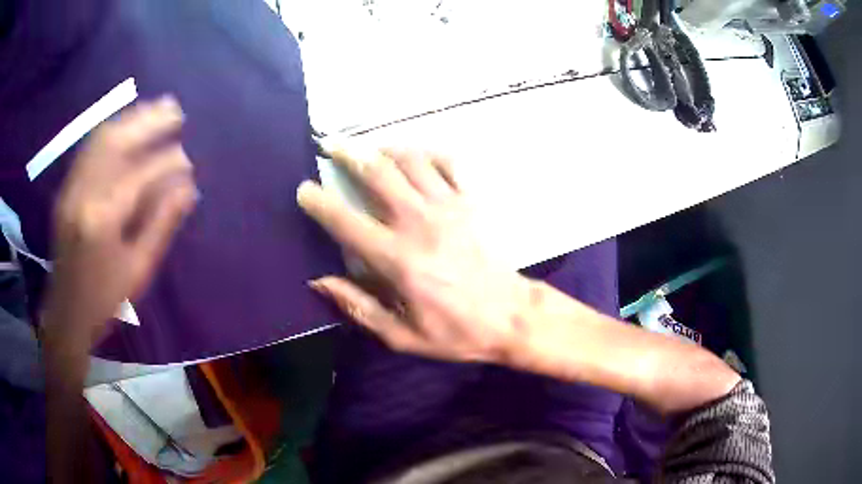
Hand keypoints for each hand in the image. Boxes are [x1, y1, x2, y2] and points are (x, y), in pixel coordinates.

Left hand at [43, 96, 197, 341]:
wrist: (65, 313)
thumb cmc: (104, 299)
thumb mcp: (138, 269)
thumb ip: (161, 224)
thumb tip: (188, 189)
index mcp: (104, 220)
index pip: (141, 174)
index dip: (167, 161)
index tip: (188, 158)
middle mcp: (84, 194)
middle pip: (118, 142)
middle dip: (149, 121)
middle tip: (175, 110)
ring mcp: (71, 188)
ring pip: (101, 139)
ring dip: (130, 118)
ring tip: (155, 108)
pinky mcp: (66, 188)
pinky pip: (89, 148)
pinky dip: (111, 130)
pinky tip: (126, 125)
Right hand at [298, 145, 532, 363]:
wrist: (512, 316)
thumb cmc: (456, 331)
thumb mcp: (402, 336)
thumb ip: (358, 307)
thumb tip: (319, 282)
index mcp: (397, 259)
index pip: (346, 222)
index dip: (319, 202)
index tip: (304, 189)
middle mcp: (419, 222)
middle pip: (378, 173)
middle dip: (349, 154)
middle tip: (331, 146)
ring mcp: (449, 206)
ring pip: (410, 160)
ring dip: (385, 149)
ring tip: (370, 149)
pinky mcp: (472, 201)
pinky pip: (448, 163)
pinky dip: (429, 154)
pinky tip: (417, 157)